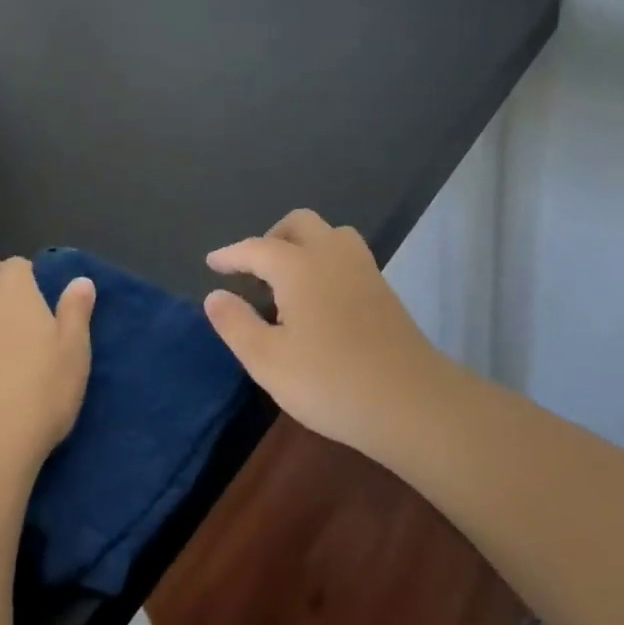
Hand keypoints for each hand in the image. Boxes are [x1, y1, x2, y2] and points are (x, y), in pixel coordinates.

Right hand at [204, 209, 450, 455]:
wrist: (411, 401)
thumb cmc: (330, 381)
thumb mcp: (268, 361)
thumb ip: (236, 324)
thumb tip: (215, 295)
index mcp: (300, 266)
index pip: (257, 248)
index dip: (231, 254)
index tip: (212, 262)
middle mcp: (332, 255)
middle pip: (300, 223)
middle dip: (271, 237)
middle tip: (253, 268)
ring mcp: (364, 269)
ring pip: (330, 234)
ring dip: (303, 244)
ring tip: (286, 279)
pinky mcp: (383, 289)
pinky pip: (346, 255)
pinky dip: (324, 260)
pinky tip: (318, 297)